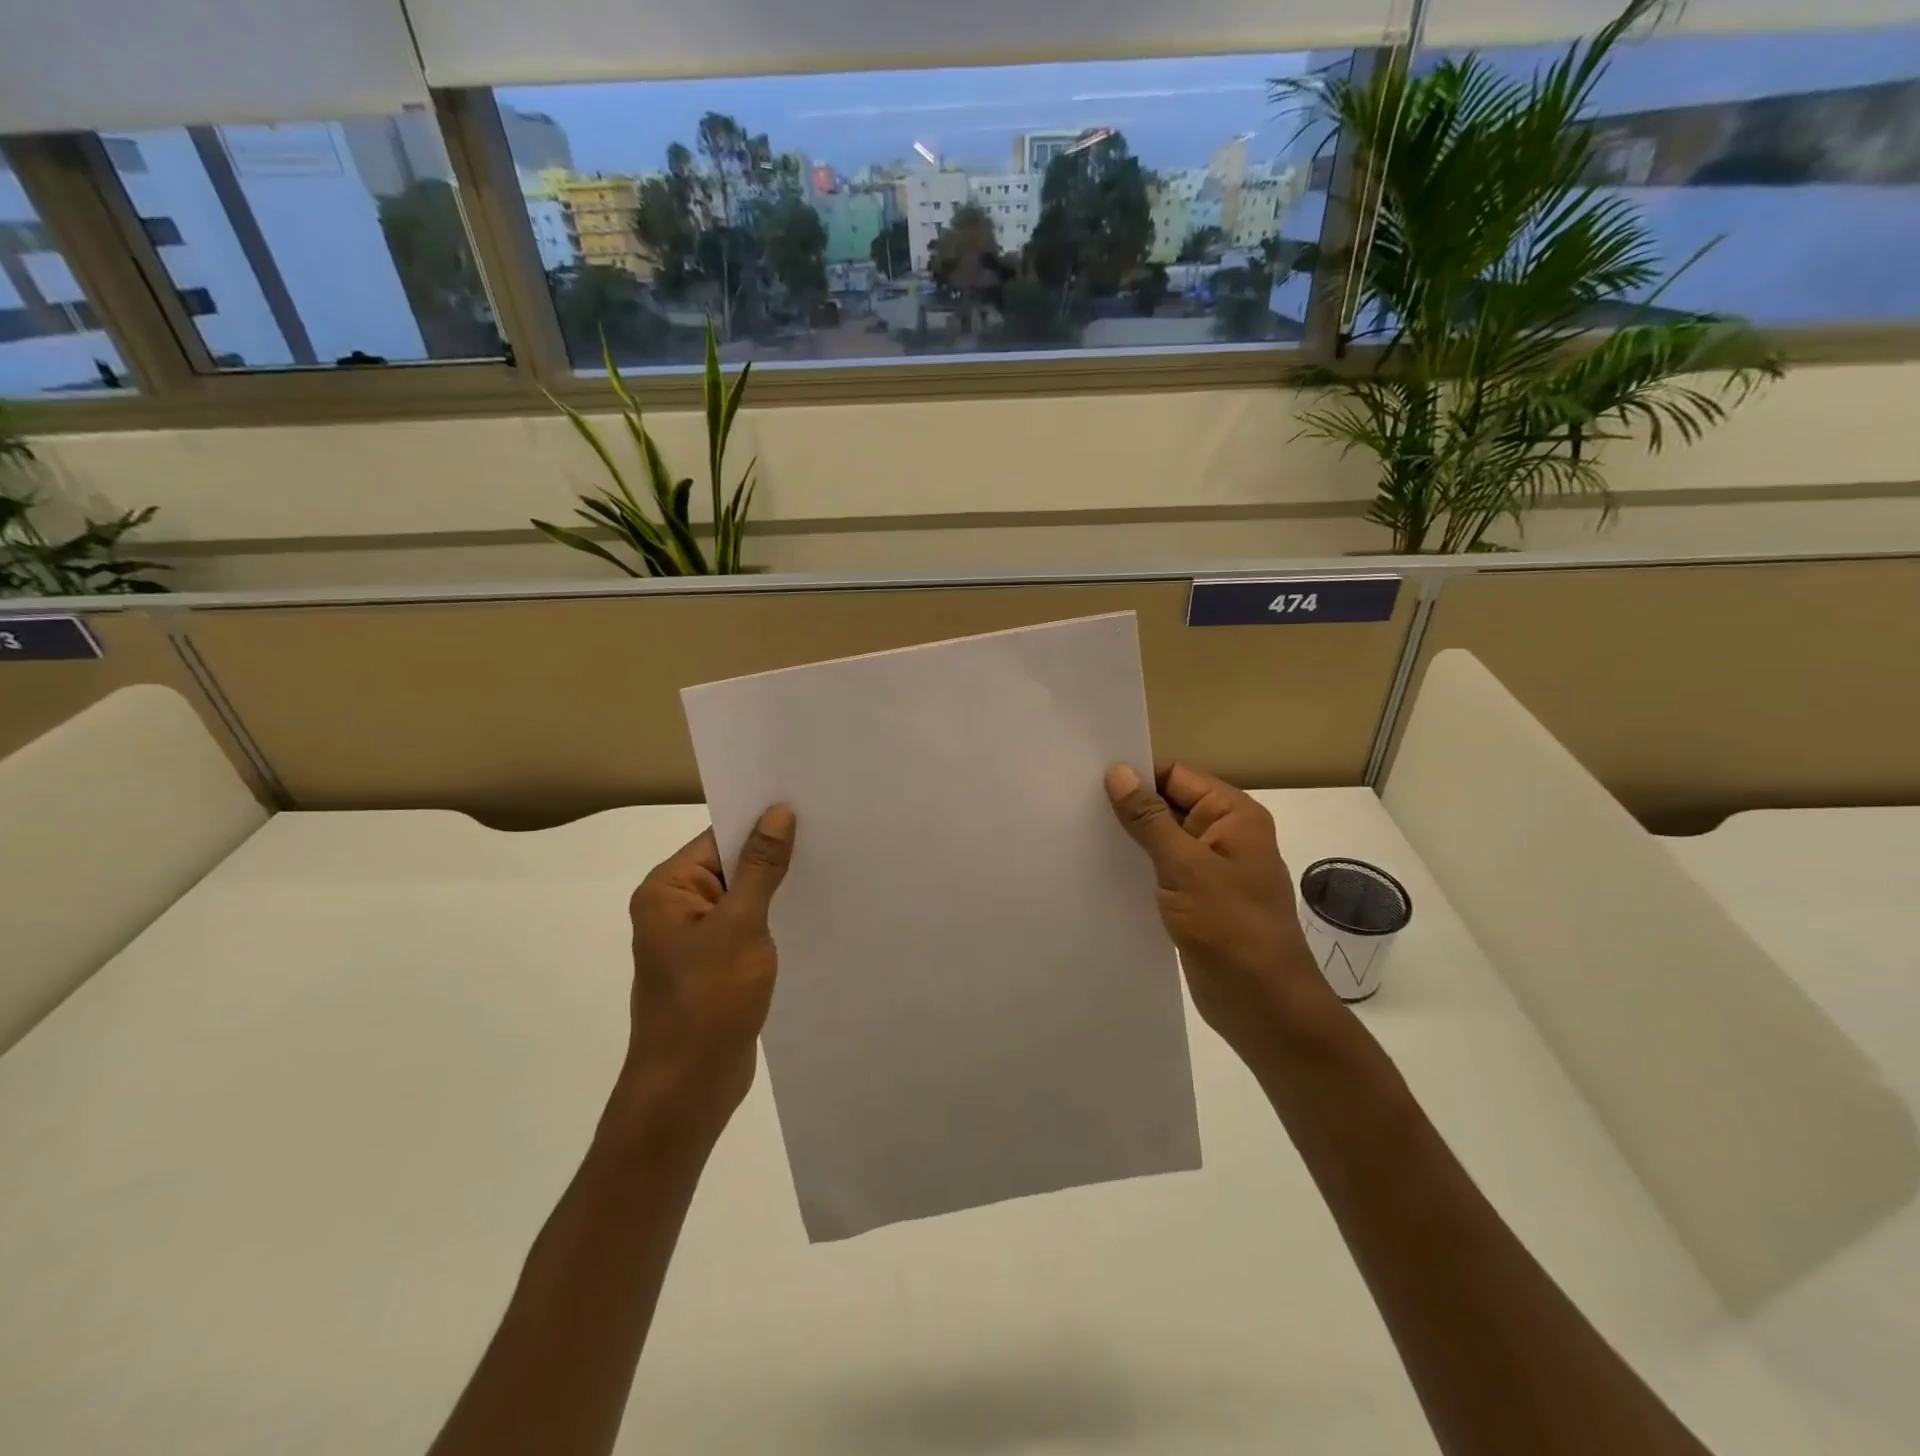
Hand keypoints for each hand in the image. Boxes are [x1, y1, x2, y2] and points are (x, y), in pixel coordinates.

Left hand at [615, 806, 796, 1142]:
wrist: (688, 1089)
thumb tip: (778, 812)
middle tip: (830, 832)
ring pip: (744, 896)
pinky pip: (748, 925)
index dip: (761, 821)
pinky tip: (810, 909)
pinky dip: (774, 916)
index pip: (718, 838)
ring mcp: (696, 938)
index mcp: (668, 890)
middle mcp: (677, 907)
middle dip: (775, 853)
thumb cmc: (707, 1001)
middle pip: (732, 864)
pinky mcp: (716, 964)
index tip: (808, 805)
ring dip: (777, 886)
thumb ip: (761, 867)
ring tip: (829, 864)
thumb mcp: (740, 926)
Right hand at [1106, 763, 1336, 1058]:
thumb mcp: (1184, 866)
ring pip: (1162, 841)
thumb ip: (1149, 818)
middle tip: (1074, 806)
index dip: (1137, 776)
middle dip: (1129, 808)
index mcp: (1233, 815)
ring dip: (1130, 841)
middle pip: (1169, 805)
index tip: (1089, 781)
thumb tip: (1118, 771)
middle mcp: (1225, 835)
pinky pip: (1163, 871)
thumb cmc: (1230, 927)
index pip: (1177, 776)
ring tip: (1080, 836)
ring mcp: (1211, 869)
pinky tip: (1102, 872)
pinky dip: (1138, 869)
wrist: (1263, 1004)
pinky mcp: (1198, 900)